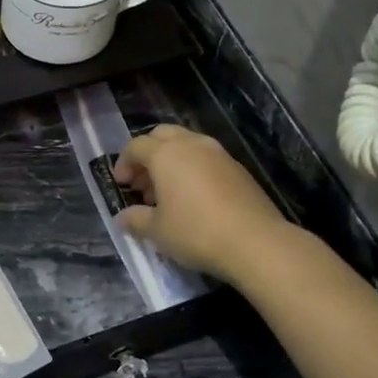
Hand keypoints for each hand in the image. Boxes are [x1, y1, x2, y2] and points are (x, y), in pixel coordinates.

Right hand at [114, 125, 289, 281]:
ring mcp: (219, 154)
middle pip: (163, 135)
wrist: (256, 242)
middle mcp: (192, 145)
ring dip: (172, 161)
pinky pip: (207, 159)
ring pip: (187, 145)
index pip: (136, 146)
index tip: (121, 185)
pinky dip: (193, 169)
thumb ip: (135, 219)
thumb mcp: (157, 231)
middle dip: (148, 154)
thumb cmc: (196, 232)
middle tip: (142, 182)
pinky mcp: (238, 168)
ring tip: (167, 194)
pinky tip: (194, 198)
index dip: (124, 163)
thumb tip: (122, 217)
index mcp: (166, 154)